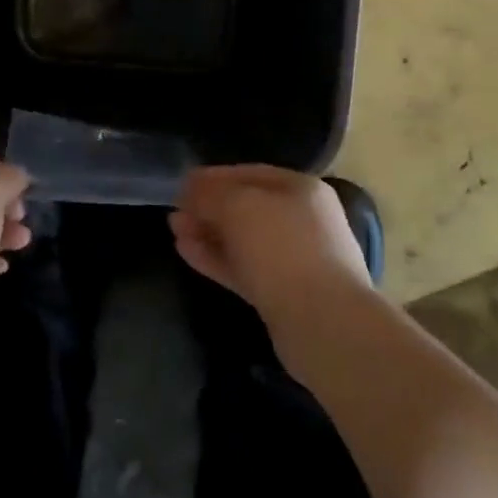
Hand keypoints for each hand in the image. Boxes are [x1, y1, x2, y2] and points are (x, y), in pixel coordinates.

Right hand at [169, 166, 371, 330]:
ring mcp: (294, 259)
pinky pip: (244, 268)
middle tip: (174, 212)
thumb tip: (190, 189)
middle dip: (208, 208)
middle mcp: (302, 220)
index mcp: (301, 189)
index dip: (212, 177)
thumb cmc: (282, 248)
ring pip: (243, 240)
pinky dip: (216, 258)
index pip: (249, 173)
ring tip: (175, 232)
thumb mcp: (238, 206)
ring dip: (208, 234)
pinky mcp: (283, 293)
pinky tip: (186, 253)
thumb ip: (209, 193)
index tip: (180, 185)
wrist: (324, 323)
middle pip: (246, 208)